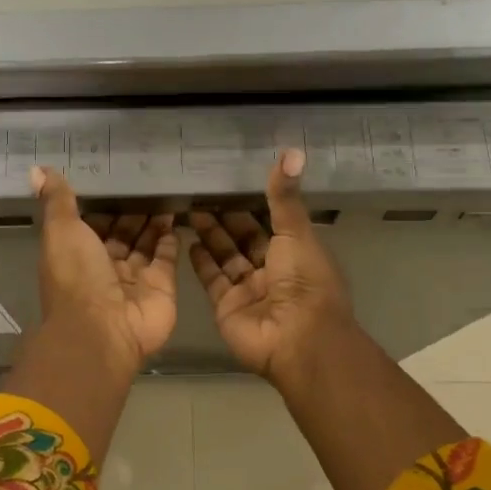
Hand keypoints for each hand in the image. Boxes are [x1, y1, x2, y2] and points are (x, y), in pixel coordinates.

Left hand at [31, 166, 177, 367]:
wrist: (103, 329)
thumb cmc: (76, 276)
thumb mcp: (60, 230)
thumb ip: (57, 200)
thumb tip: (38, 169)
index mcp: (77, 254)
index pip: (91, 224)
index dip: (102, 205)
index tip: (115, 178)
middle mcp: (105, 267)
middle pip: (121, 234)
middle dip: (132, 212)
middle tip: (149, 180)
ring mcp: (135, 279)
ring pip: (145, 244)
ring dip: (153, 221)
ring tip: (166, 191)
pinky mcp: (162, 286)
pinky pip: (167, 258)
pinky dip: (170, 239)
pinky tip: (177, 216)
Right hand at [187, 150, 355, 383]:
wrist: (297, 338)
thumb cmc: (304, 281)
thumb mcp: (296, 232)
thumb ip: (284, 196)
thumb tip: (292, 151)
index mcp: (295, 253)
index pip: (270, 223)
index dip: (252, 205)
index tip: (230, 184)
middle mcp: (272, 271)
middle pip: (244, 240)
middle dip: (225, 219)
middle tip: (200, 194)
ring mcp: (248, 290)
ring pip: (225, 257)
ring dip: (209, 235)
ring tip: (189, 211)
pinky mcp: (226, 306)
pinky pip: (212, 279)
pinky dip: (200, 262)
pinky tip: (186, 241)